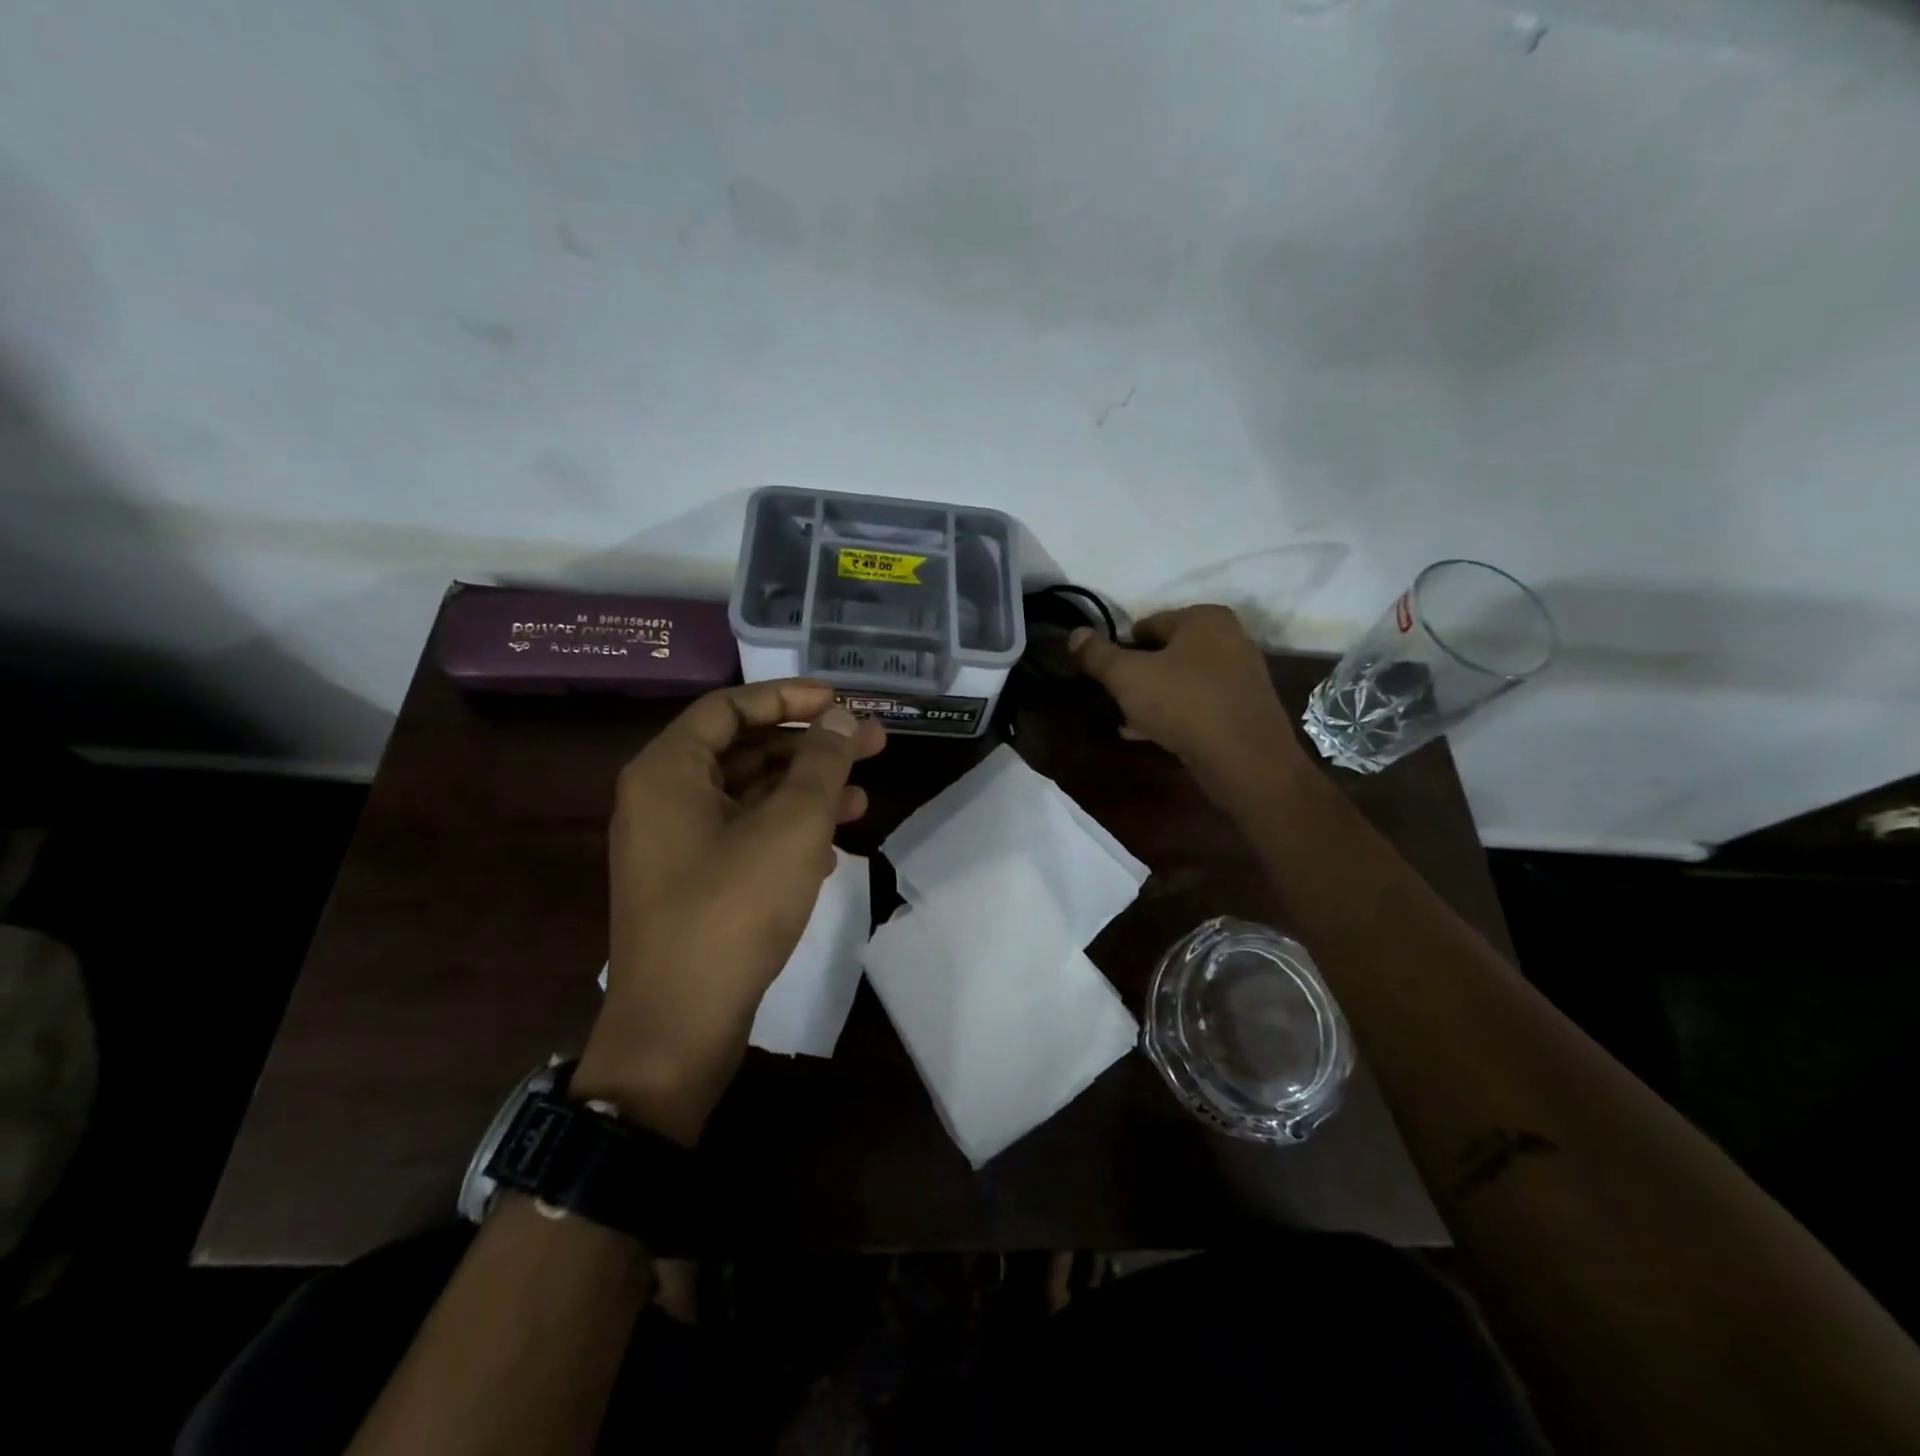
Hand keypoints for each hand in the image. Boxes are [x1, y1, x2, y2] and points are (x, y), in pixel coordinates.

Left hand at [575, 681, 885, 1143]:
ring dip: (806, 793)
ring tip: (863, 797)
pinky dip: (787, 833)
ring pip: (749, 798)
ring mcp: (676, 847)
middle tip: (872, 745)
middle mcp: (663, 800)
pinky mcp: (694, 885)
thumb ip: (821, 765)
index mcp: (668, 772)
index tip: (841, 702)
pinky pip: (744, 838)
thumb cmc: (732, 910)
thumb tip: (843, 719)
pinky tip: (831, 847)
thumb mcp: (791, 827)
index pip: (730, 708)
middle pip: (744, 752)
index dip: (788, 697)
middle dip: (810, 748)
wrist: (678, 1028)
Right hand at [1068, 605, 1304, 790]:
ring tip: (1127, 721)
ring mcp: (1242, 675)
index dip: (1121, 648)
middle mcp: (1230, 638)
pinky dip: (1176, 715)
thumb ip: (1097, 655)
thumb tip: (1075, 634)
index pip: (1148, 624)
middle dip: (1139, 675)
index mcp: (1205, 618)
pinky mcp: (1245, 709)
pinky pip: (1200, 704)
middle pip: (1167, 653)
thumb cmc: (1182, 704)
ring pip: (1183, 681)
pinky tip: (1153, 735)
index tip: (1105, 674)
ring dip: (1154, 698)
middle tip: (1115, 699)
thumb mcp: (1127, 676)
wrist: (1244, 759)